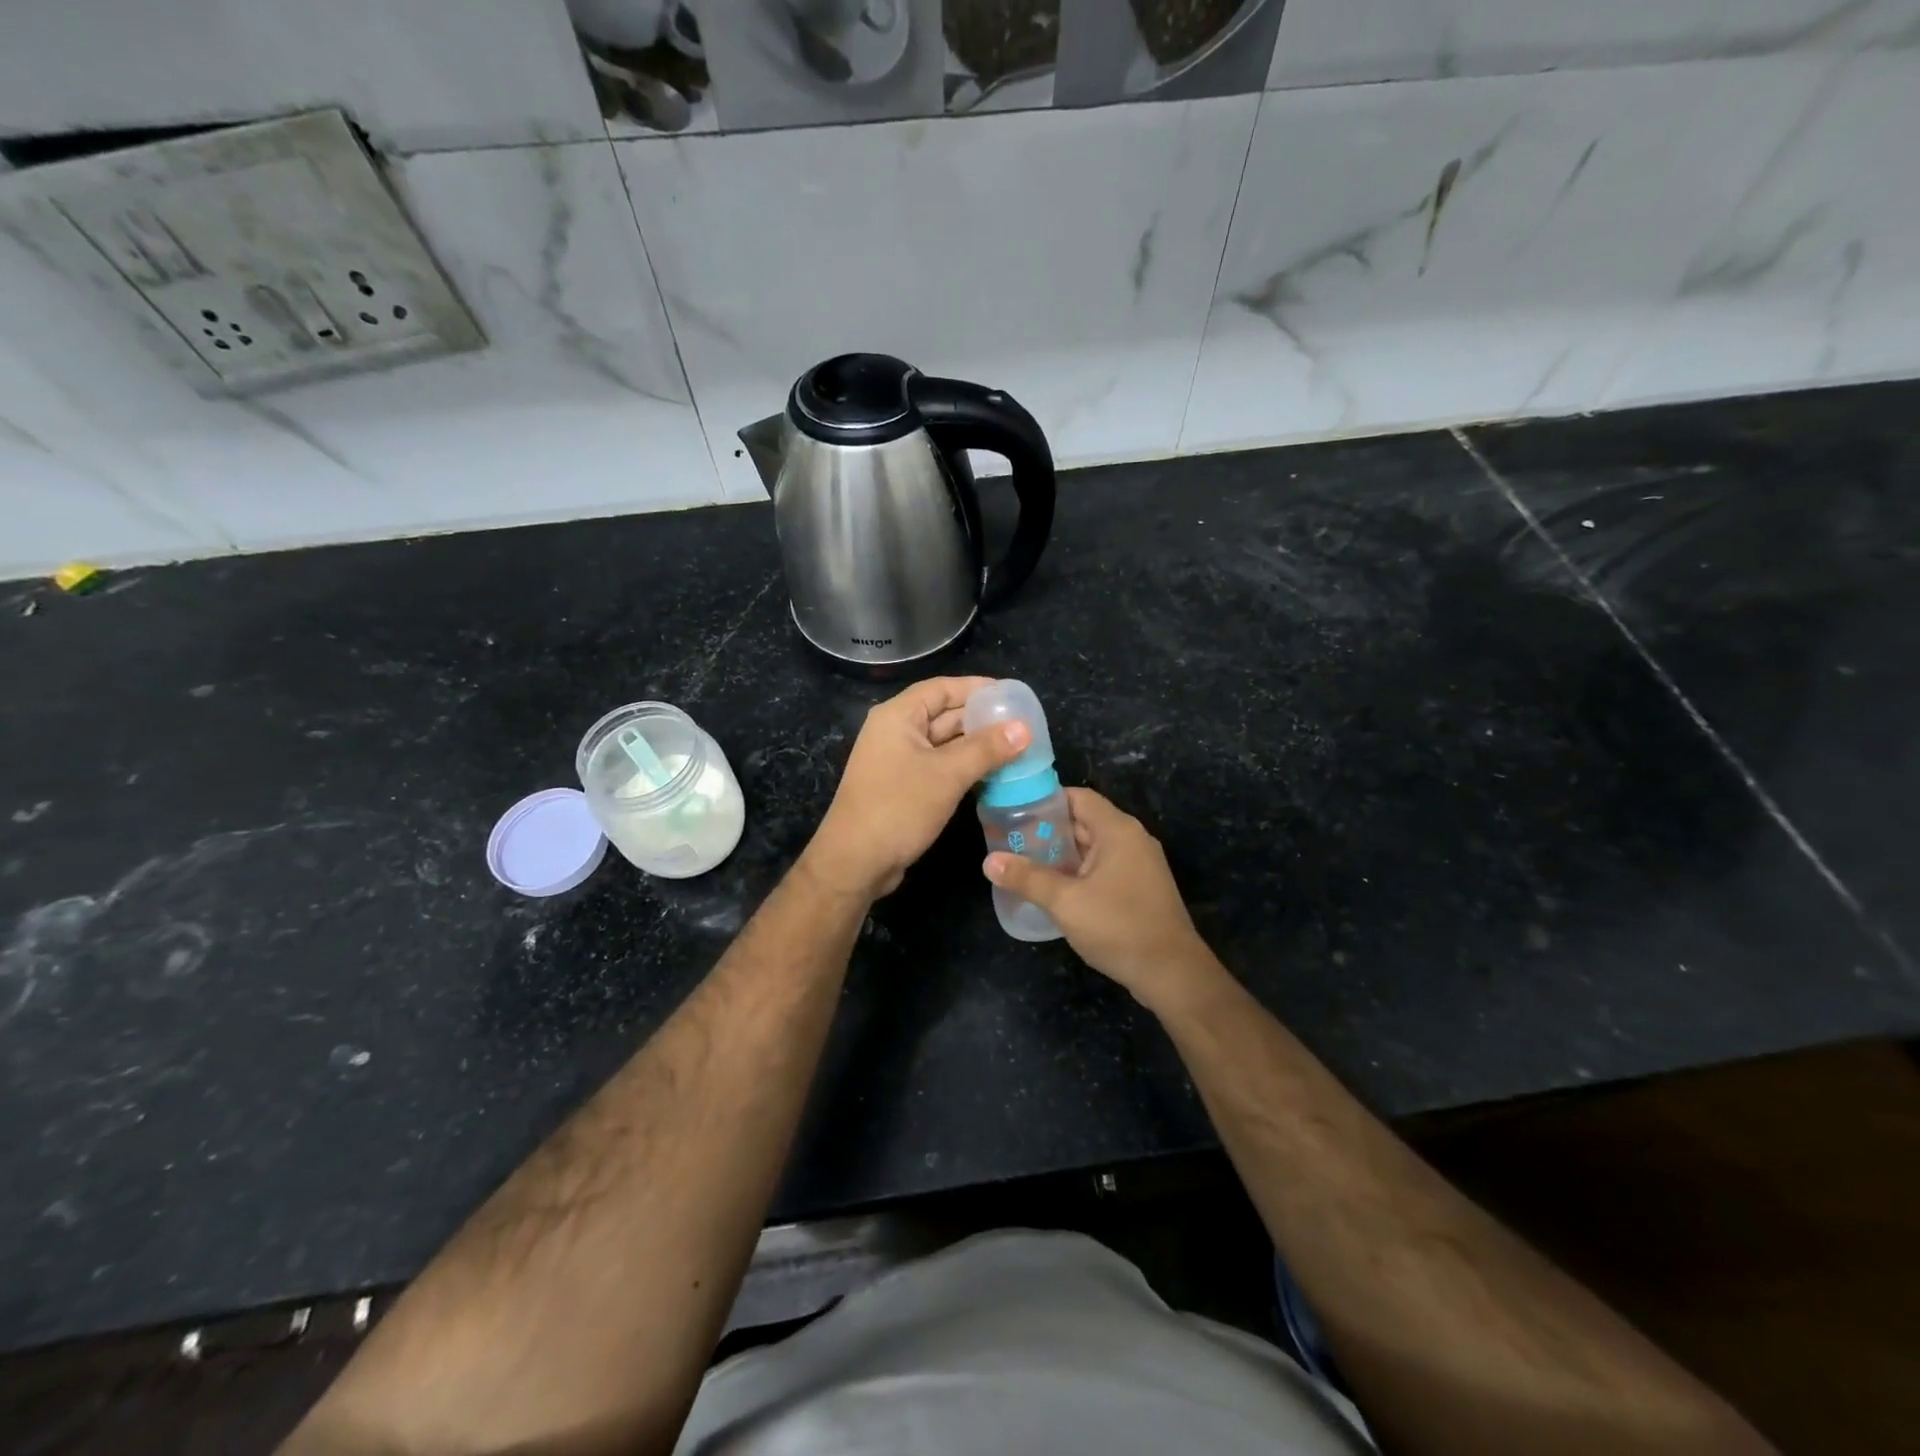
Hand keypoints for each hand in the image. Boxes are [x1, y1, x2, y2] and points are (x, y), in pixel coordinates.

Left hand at [803, 677, 1029, 900]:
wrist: (856, 862)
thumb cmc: (898, 807)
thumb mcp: (948, 774)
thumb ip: (987, 748)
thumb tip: (1025, 728)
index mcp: (898, 716)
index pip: (942, 688)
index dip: (978, 688)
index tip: (1013, 695)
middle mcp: (896, 731)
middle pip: (944, 714)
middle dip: (982, 719)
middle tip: (1023, 726)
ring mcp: (898, 760)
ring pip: (945, 744)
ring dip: (977, 746)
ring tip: (1017, 749)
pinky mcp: (904, 786)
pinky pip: (940, 767)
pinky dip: (965, 768)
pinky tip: (994, 775)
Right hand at [983, 788, 1223, 1013]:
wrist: (1172, 973)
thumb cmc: (1118, 927)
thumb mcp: (1065, 902)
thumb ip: (1026, 878)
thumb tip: (988, 861)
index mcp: (1117, 830)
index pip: (1078, 797)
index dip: (1045, 800)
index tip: (1014, 810)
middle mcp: (1132, 839)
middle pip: (1084, 821)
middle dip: (1048, 829)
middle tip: (1011, 840)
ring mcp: (1139, 864)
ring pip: (1093, 847)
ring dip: (1062, 853)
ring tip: (1025, 863)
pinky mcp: (1141, 887)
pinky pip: (1104, 867)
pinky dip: (1079, 871)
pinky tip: (1055, 888)